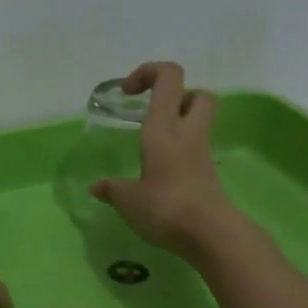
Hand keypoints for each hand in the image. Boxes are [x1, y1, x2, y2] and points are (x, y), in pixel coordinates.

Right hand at [91, 61, 237, 254]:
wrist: (211, 234)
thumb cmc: (165, 207)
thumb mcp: (128, 200)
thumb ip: (112, 189)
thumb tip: (97, 186)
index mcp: (164, 127)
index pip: (168, 77)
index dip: (149, 73)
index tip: (128, 92)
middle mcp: (187, 133)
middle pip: (196, 94)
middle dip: (175, 97)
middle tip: (151, 115)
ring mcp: (201, 153)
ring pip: (198, 122)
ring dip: (177, 125)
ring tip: (150, 148)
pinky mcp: (208, 175)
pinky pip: (195, 151)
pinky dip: (179, 154)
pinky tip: (159, 176)